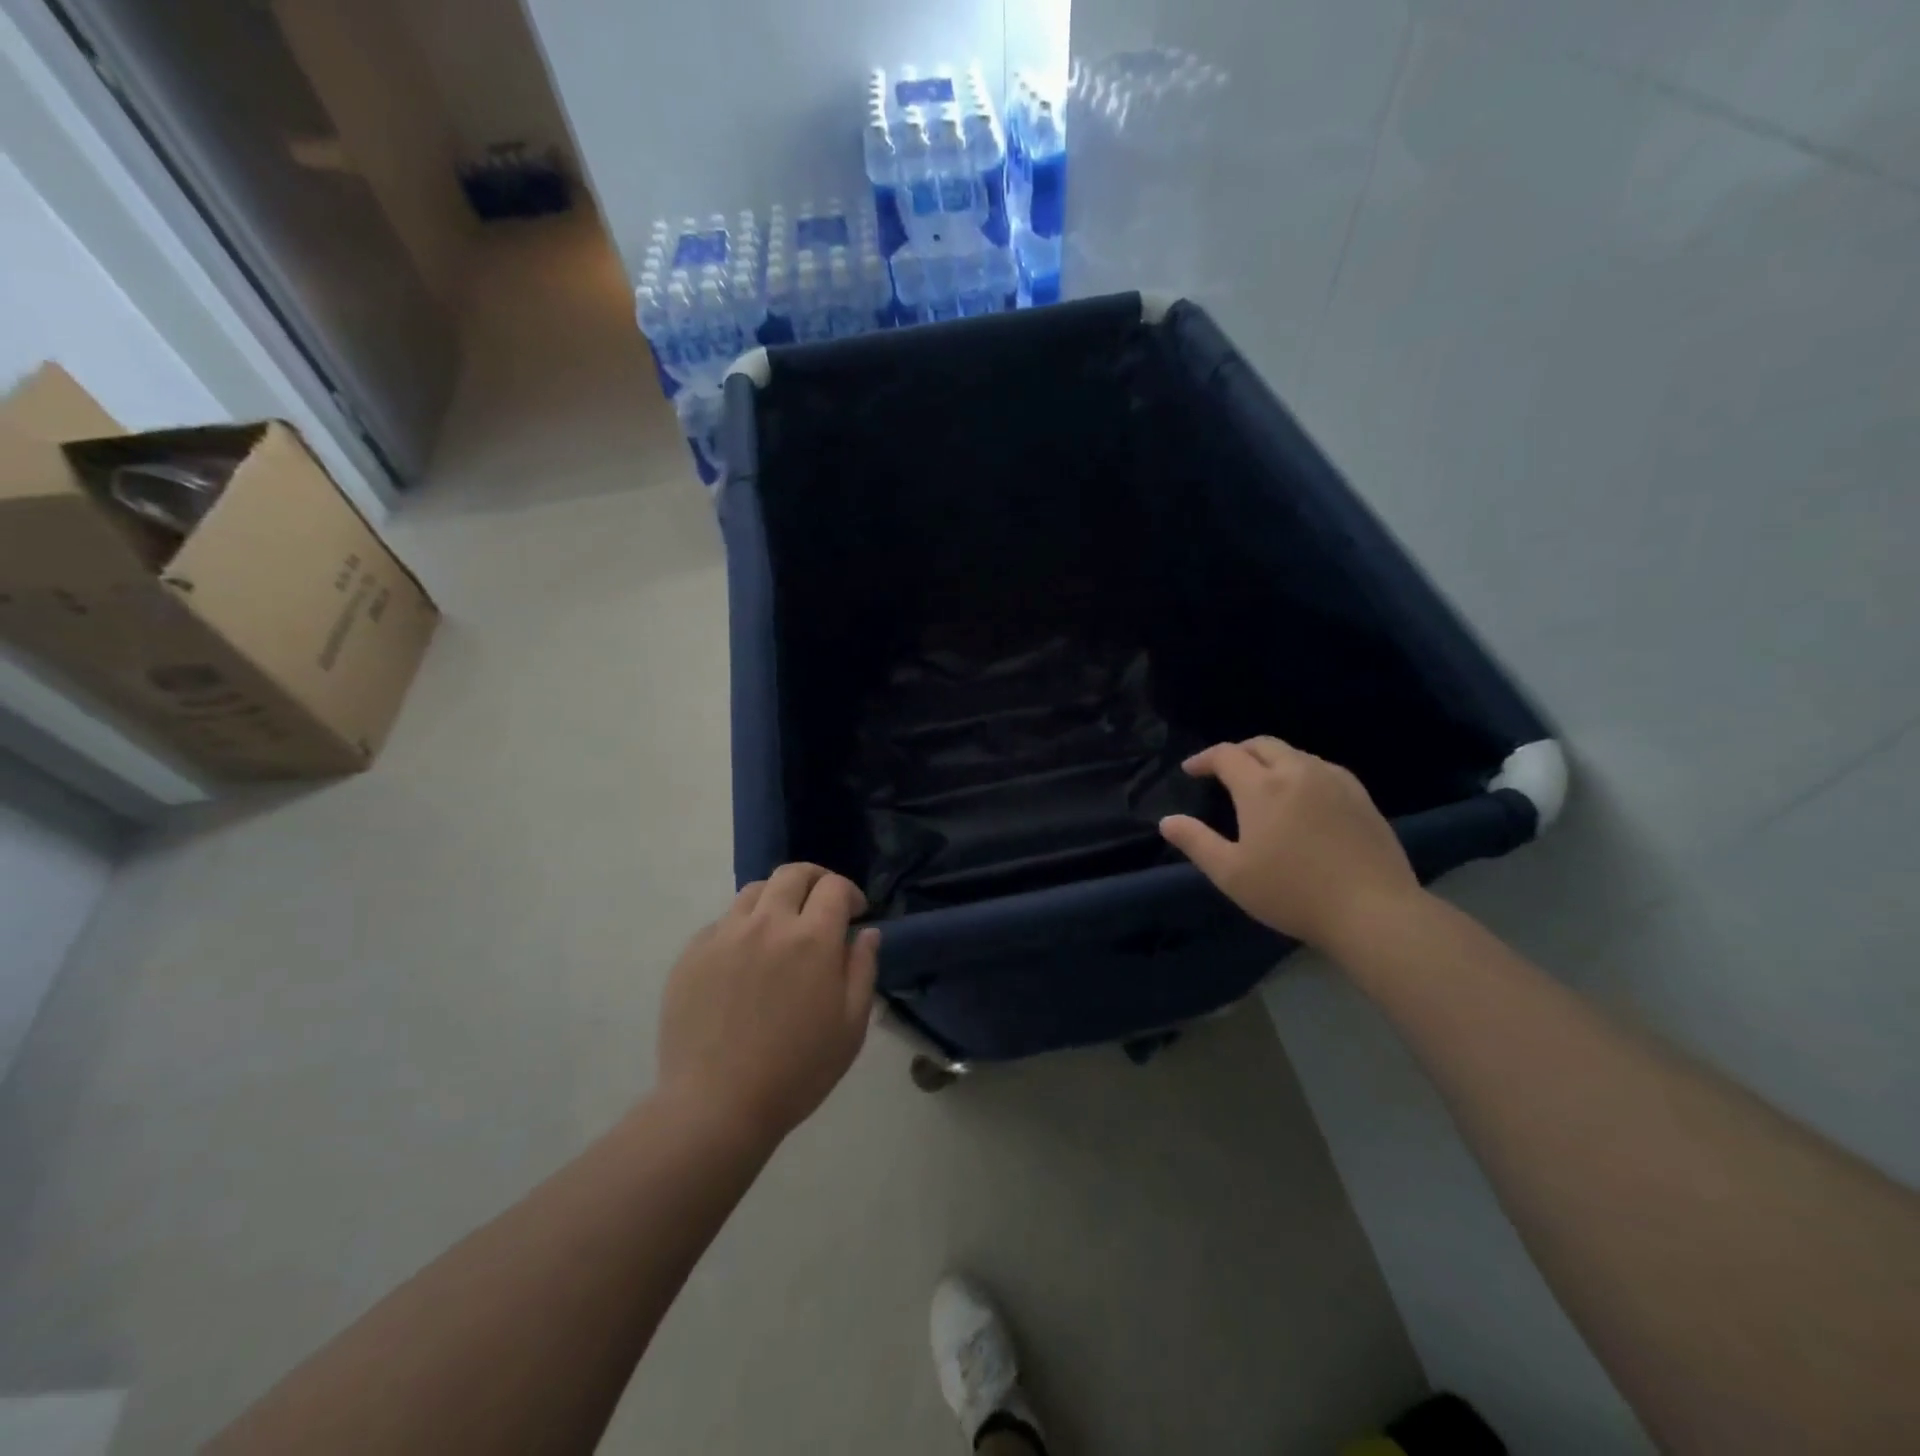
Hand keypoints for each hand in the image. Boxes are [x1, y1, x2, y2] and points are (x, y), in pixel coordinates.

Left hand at [656, 863, 878, 1149]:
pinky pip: (722, 922)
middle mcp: (767, 924)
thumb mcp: (850, 1026)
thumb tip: (865, 932)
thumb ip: (862, 969)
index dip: (849, 892)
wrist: (716, 1106)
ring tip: (782, 928)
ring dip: (777, 899)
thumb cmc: (797, 1071)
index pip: (834, 886)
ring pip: (754, 891)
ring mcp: (724, 936)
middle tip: (822, 903)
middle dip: (815, 880)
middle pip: (792, 874)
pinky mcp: (691, 954)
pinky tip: (745, 960)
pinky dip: (742, 928)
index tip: (854, 912)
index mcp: (811, 938)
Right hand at [1159, 737, 1420, 951]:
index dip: (1205, 759)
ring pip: (1295, 754)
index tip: (1191, 771)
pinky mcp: (1361, 797)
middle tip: (1223, 771)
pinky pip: (1322, 769)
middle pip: (1262, 745)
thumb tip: (1167, 820)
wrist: (1372, 911)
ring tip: (1261, 783)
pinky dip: (1300, 771)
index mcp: (1262, 786)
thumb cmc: (1292, 892)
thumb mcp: (1231, 874)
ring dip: (1270, 760)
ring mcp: (1334, 781)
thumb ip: (1196, 842)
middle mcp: (1298, 771)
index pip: (1226, 755)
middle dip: (1237, 752)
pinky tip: (1302, 796)